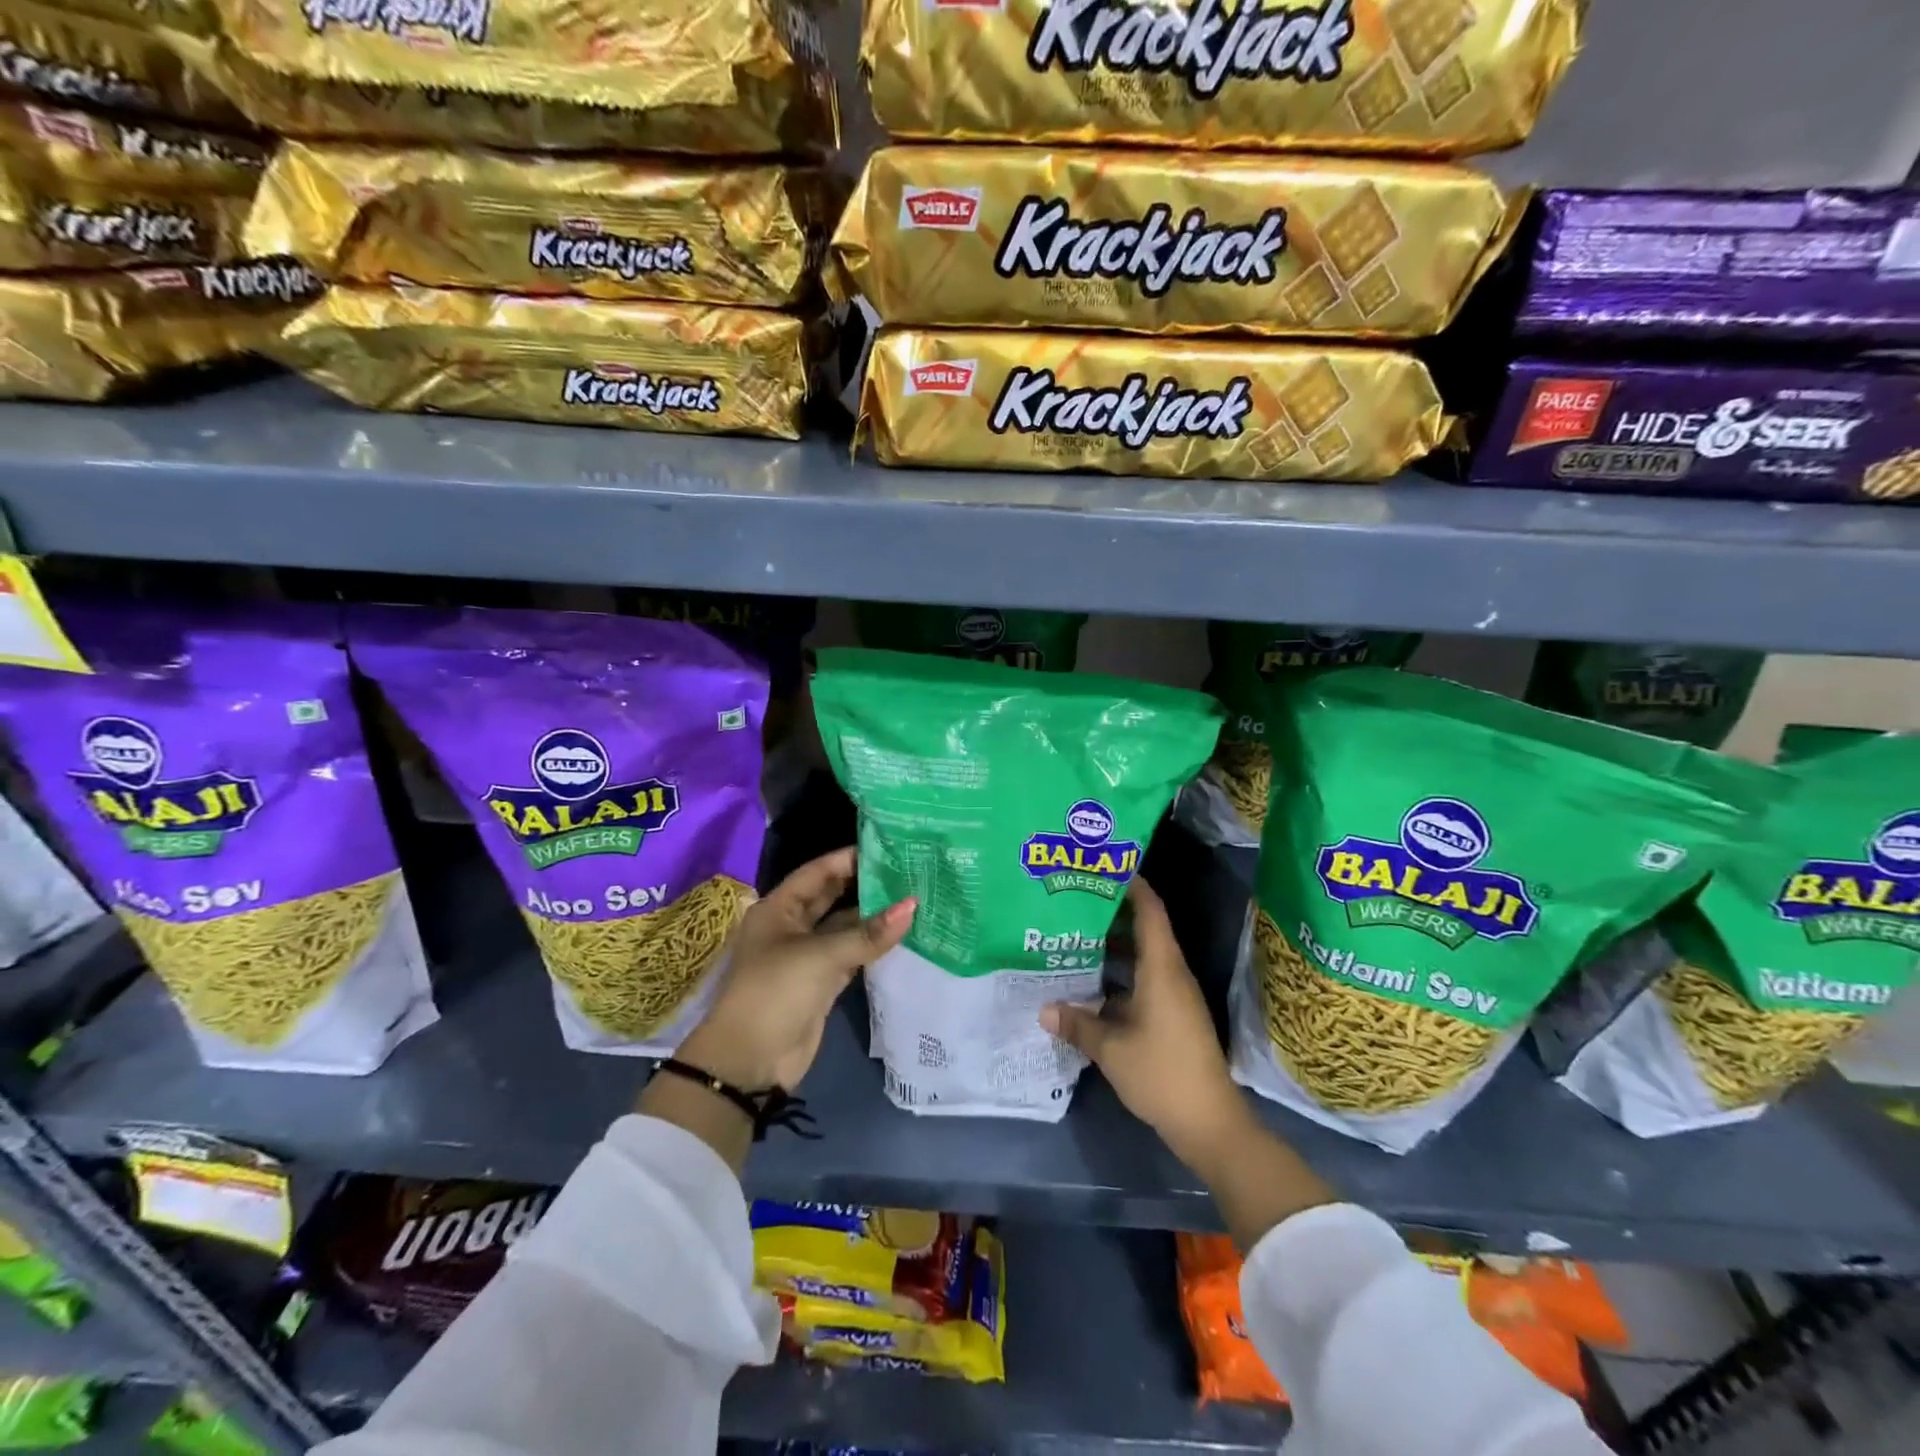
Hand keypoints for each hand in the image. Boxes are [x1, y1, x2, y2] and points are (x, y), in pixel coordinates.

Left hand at [678, 847, 914, 1092]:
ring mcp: (808, 955)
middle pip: (832, 896)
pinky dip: (873, 946)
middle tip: (907, 870)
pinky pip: (852, 954)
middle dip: (865, 885)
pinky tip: (902, 934)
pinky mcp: (822, 982)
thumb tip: (913, 905)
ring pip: (845, 926)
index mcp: (779, 908)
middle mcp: (792, 926)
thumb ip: (868, 933)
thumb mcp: (821, 956)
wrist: (751, 1062)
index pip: (818, 872)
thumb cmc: (776, 992)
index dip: (849, 858)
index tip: (888, 848)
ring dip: (873, 917)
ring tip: (914, 897)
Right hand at [1039, 877, 1249, 1172]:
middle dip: (1112, 913)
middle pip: (1144, 929)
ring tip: (1075, 934)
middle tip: (1074, 900)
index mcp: (1162, 968)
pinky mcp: (1174, 1016)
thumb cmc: (1162, 1072)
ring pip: (1143, 956)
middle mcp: (1172, 974)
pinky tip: (1091, 982)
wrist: (1210, 1122)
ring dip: (1114, 946)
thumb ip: (1077, 1023)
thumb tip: (1045, 1009)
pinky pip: (1144, 979)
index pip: (1150, 911)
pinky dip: (1120, 973)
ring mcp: (1175, 996)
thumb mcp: (1111, 1048)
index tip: (1103, 867)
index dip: (1131, 885)